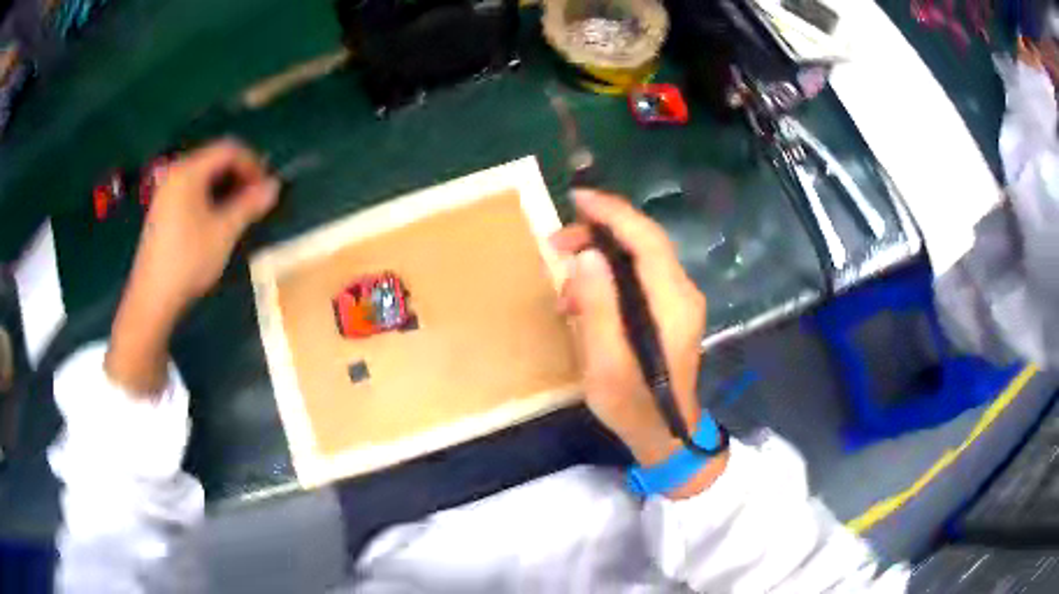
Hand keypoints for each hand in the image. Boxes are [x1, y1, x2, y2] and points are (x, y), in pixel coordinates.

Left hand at [130, 139, 279, 312]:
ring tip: (239, 211)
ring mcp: (166, 191)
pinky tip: (215, 219)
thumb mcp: (224, 232)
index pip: (229, 150)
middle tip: (255, 199)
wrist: (152, 298)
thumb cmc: (188, 260)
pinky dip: (209, 196)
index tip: (266, 187)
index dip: (253, 163)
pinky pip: (192, 190)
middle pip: (215, 160)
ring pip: (204, 176)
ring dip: (226, 187)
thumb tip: (275, 186)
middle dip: (239, 175)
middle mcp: (176, 173)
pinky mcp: (162, 209)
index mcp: (189, 171)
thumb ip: (250, 204)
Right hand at [551, 191, 723, 492]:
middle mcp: (681, 293)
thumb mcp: (605, 361)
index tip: (577, 199)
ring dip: (599, 256)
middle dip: (599, 233)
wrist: (664, 435)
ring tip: (562, 277)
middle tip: (555, 243)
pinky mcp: (669, 312)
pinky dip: (608, 278)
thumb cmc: (632, 404)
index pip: (647, 239)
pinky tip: (581, 298)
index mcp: (672, 302)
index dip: (613, 213)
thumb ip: (598, 307)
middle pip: (643, 243)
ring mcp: (678, 302)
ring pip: (638, 258)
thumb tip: (586, 255)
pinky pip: (637, 278)